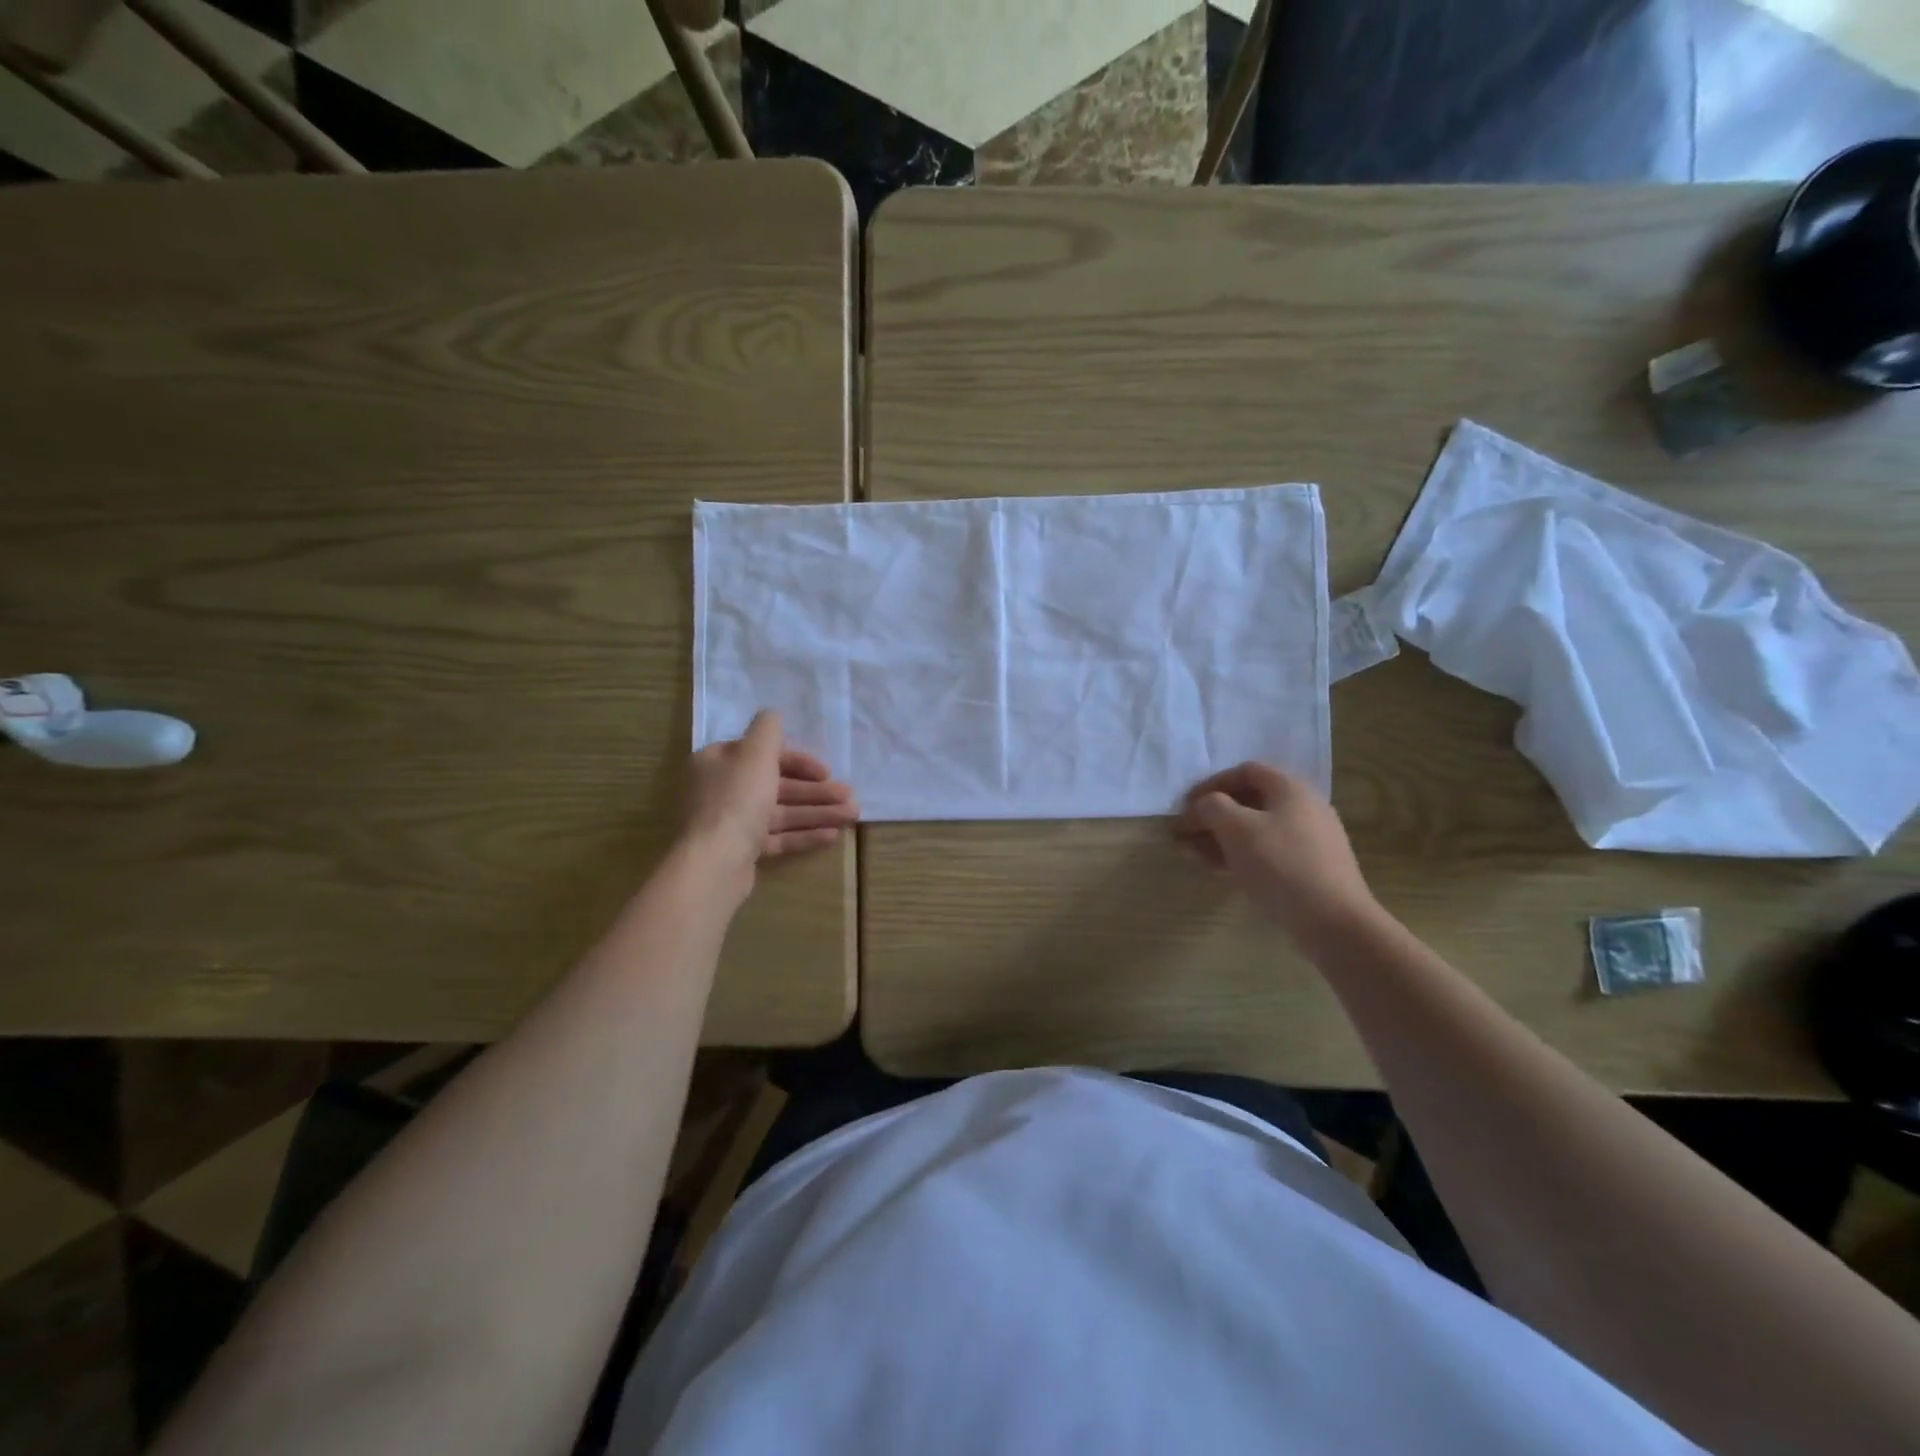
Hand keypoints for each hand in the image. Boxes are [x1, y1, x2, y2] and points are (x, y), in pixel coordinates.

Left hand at [683, 711, 858, 881]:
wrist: (714, 863)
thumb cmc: (737, 800)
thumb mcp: (755, 754)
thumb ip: (768, 730)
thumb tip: (773, 713)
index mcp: (718, 763)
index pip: (763, 755)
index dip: (799, 761)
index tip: (826, 772)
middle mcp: (721, 790)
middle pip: (776, 785)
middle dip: (815, 791)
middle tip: (849, 797)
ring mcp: (730, 823)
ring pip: (780, 812)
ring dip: (817, 812)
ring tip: (851, 815)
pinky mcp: (740, 851)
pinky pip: (776, 837)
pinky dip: (802, 834)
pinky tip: (832, 835)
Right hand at [1176, 762, 1379, 942]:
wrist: (1334, 922)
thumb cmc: (1281, 864)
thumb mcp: (1236, 828)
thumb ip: (1211, 807)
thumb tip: (1202, 806)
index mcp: (1291, 788)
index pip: (1245, 771)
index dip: (1211, 784)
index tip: (1186, 806)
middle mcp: (1304, 808)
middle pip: (1249, 802)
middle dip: (1212, 816)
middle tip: (1184, 834)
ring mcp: (1310, 840)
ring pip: (1256, 830)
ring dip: (1221, 838)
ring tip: (1193, 855)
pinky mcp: (1310, 869)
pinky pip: (1268, 853)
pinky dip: (1240, 856)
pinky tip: (1219, 871)